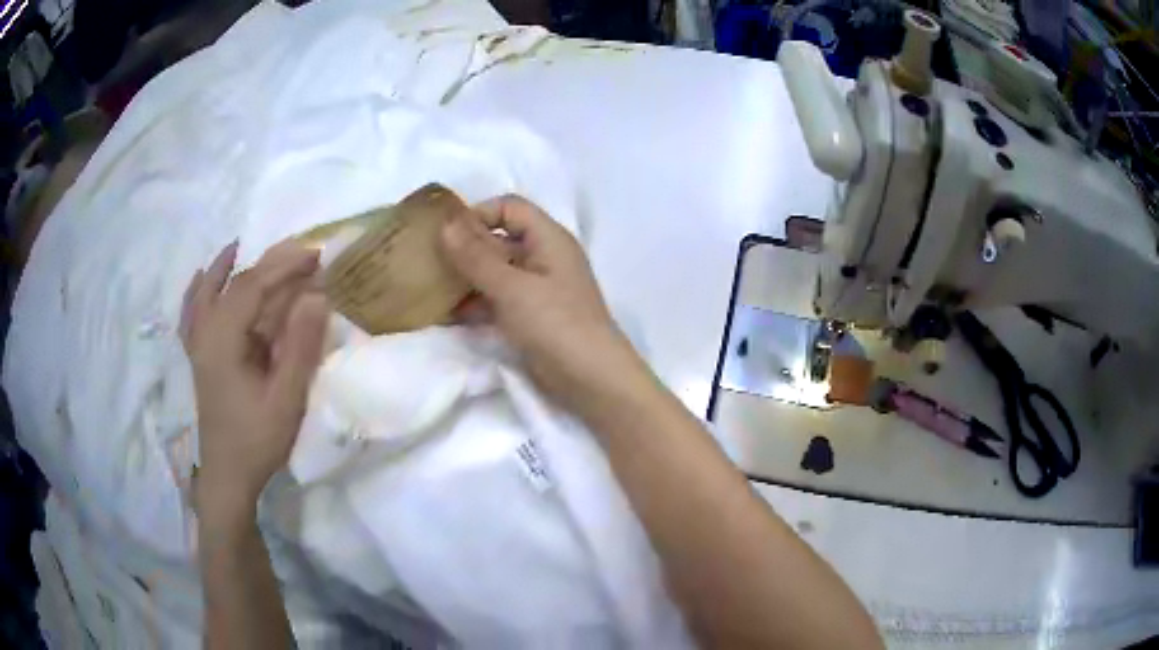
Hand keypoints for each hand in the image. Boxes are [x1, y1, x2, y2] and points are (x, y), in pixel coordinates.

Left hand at [180, 240, 328, 516]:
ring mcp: (197, 346)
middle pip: (232, 285)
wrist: (228, 475)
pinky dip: (196, 291)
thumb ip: (300, 347)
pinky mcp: (199, 359)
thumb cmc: (257, 440)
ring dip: (224, 267)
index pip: (252, 287)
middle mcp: (205, 335)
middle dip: (266, 264)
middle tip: (299, 253)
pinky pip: (191, 314)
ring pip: (205, 293)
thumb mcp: (286, 399)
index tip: (316, 256)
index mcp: (223, 341)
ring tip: (238, 246)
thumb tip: (317, 297)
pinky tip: (199, 279)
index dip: (285, 267)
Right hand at [439, 195, 652, 413]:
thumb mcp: (511, 287)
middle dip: (466, 247)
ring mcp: (538, 288)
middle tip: (429, 260)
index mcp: (548, 238)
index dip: (478, 214)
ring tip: (431, 288)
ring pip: (496, 272)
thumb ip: (476, 257)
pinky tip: (448, 314)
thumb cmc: (555, 324)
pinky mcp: (531, 316)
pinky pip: (498, 299)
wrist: (591, 379)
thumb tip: (445, 224)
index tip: (445, 233)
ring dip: (467, 278)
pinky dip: (476, 303)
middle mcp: (544, 257)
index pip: (509, 208)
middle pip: (500, 239)